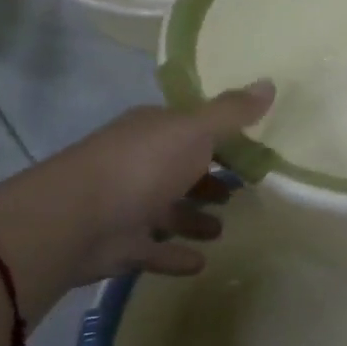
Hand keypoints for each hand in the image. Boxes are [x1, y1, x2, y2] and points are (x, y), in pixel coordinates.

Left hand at [0, 81, 273, 301]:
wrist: (76, 220)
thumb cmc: (142, 166)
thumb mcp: (194, 131)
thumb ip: (232, 113)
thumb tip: (270, 81)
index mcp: (153, 131)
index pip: (191, 129)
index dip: (220, 139)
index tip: (250, 152)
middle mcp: (138, 163)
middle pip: (179, 170)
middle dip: (206, 180)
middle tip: (238, 193)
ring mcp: (127, 205)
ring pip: (167, 211)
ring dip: (192, 219)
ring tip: (221, 229)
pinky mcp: (121, 245)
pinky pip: (155, 250)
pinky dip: (175, 255)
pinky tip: (200, 264)